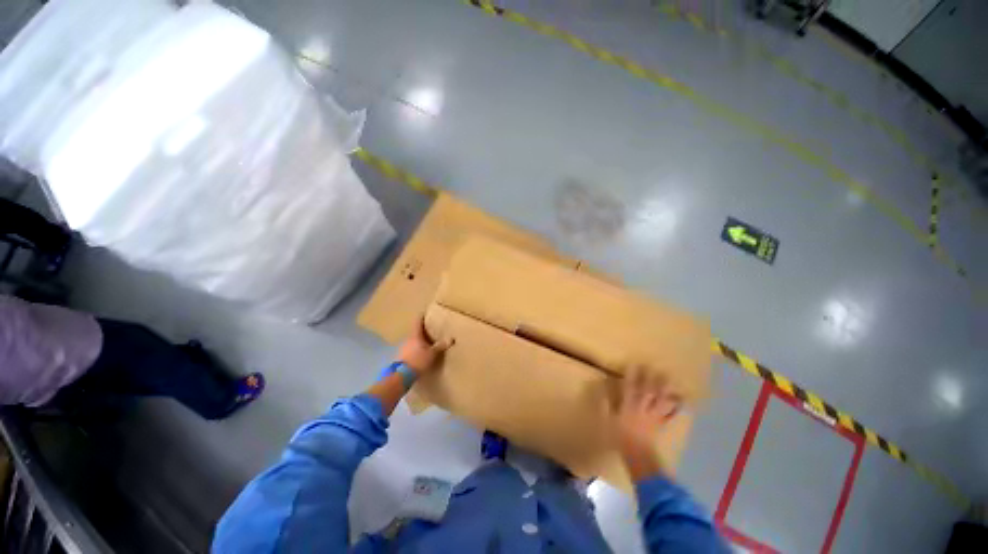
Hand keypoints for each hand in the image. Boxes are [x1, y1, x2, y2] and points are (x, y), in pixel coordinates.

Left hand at [397, 318, 452, 374]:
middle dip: (422, 330)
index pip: (417, 322)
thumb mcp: (432, 353)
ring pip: (412, 341)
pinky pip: (410, 349)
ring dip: (419, 341)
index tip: (425, 312)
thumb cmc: (418, 360)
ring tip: (427, 342)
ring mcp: (403, 348)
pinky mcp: (401, 357)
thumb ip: (441, 346)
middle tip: (430, 329)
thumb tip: (451, 339)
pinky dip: (416, 349)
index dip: (421, 316)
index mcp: (415, 335)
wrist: (401, 376)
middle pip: (415, 331)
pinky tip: (420, 354)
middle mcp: (407, 339)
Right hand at [614, 367, 681, 458]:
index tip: (634, 364)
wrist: (638, 455)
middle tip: (656, 367)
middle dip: (651, 379)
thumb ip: (605, 403)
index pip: (630, 387)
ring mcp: (653, 416)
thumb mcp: (608, 420)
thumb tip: (603, 389)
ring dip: (666, 390)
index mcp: (628, 405)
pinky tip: (681, 403)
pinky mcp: (660, 424)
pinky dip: (675, 408)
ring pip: (661, 400)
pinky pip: (670, 415)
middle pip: (648, 391)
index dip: (632, 375)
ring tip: (671, 380)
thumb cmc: (619, 437)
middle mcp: (642, 407)